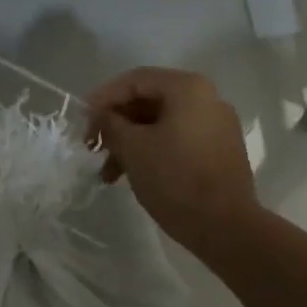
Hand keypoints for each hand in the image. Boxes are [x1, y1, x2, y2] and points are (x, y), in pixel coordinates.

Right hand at [86, 68, 258, 253]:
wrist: (225, 226)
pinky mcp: (219, 151)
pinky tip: (134, 176)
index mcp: (187, 88)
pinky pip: (178, 141)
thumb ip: (110, 124)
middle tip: (92, 147)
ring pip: (162, 124)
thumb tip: (101, 116)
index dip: (103, 97)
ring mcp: (217, 126)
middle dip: (116, 124)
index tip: (81, 120)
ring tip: (108, 174)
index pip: (135, 80)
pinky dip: (152, 152)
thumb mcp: (133, 148)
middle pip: (149, 101)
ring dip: (131, 143)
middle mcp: (207, 99)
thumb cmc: (175, 179)